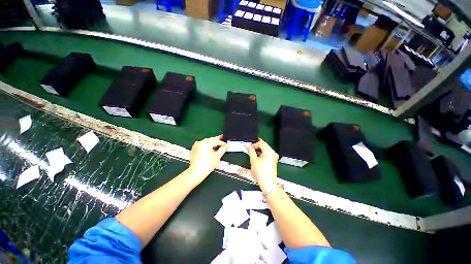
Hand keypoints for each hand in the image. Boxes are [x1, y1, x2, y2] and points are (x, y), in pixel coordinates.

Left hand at [188, 135, 227, 180]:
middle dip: (217, 140)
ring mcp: (196, 146)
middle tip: (222, 137)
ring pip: (206, 142)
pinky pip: (202, 145)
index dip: (223, 143)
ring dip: (212, 142)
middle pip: (211, 140)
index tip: (226, 145)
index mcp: (206, 142)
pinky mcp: (194, 150)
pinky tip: (209, 147)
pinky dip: (206, 145)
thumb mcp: (217, 156)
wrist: (197, 172)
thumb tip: (226, 146)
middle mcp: (201, 142)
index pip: (217, 141)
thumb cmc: (207, 164)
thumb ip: (223, 149)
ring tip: (216, 143)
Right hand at [248, 138, 278, 192]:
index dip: (254, 144)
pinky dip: (262, 153)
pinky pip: (267, 153)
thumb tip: (249, 147)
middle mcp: (273, 153)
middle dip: (257, 145)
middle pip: (264, 145)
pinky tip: (258, 155)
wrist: (268, 182)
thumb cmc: (262, 173)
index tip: (250, 147)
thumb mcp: (253, 160)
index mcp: (269, 151)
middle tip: (251, 147)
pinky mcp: (273, 160)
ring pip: (266, 149)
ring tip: (253, 151)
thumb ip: (251, 151)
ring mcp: (274, 157)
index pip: (261, 143)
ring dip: (259, 149)